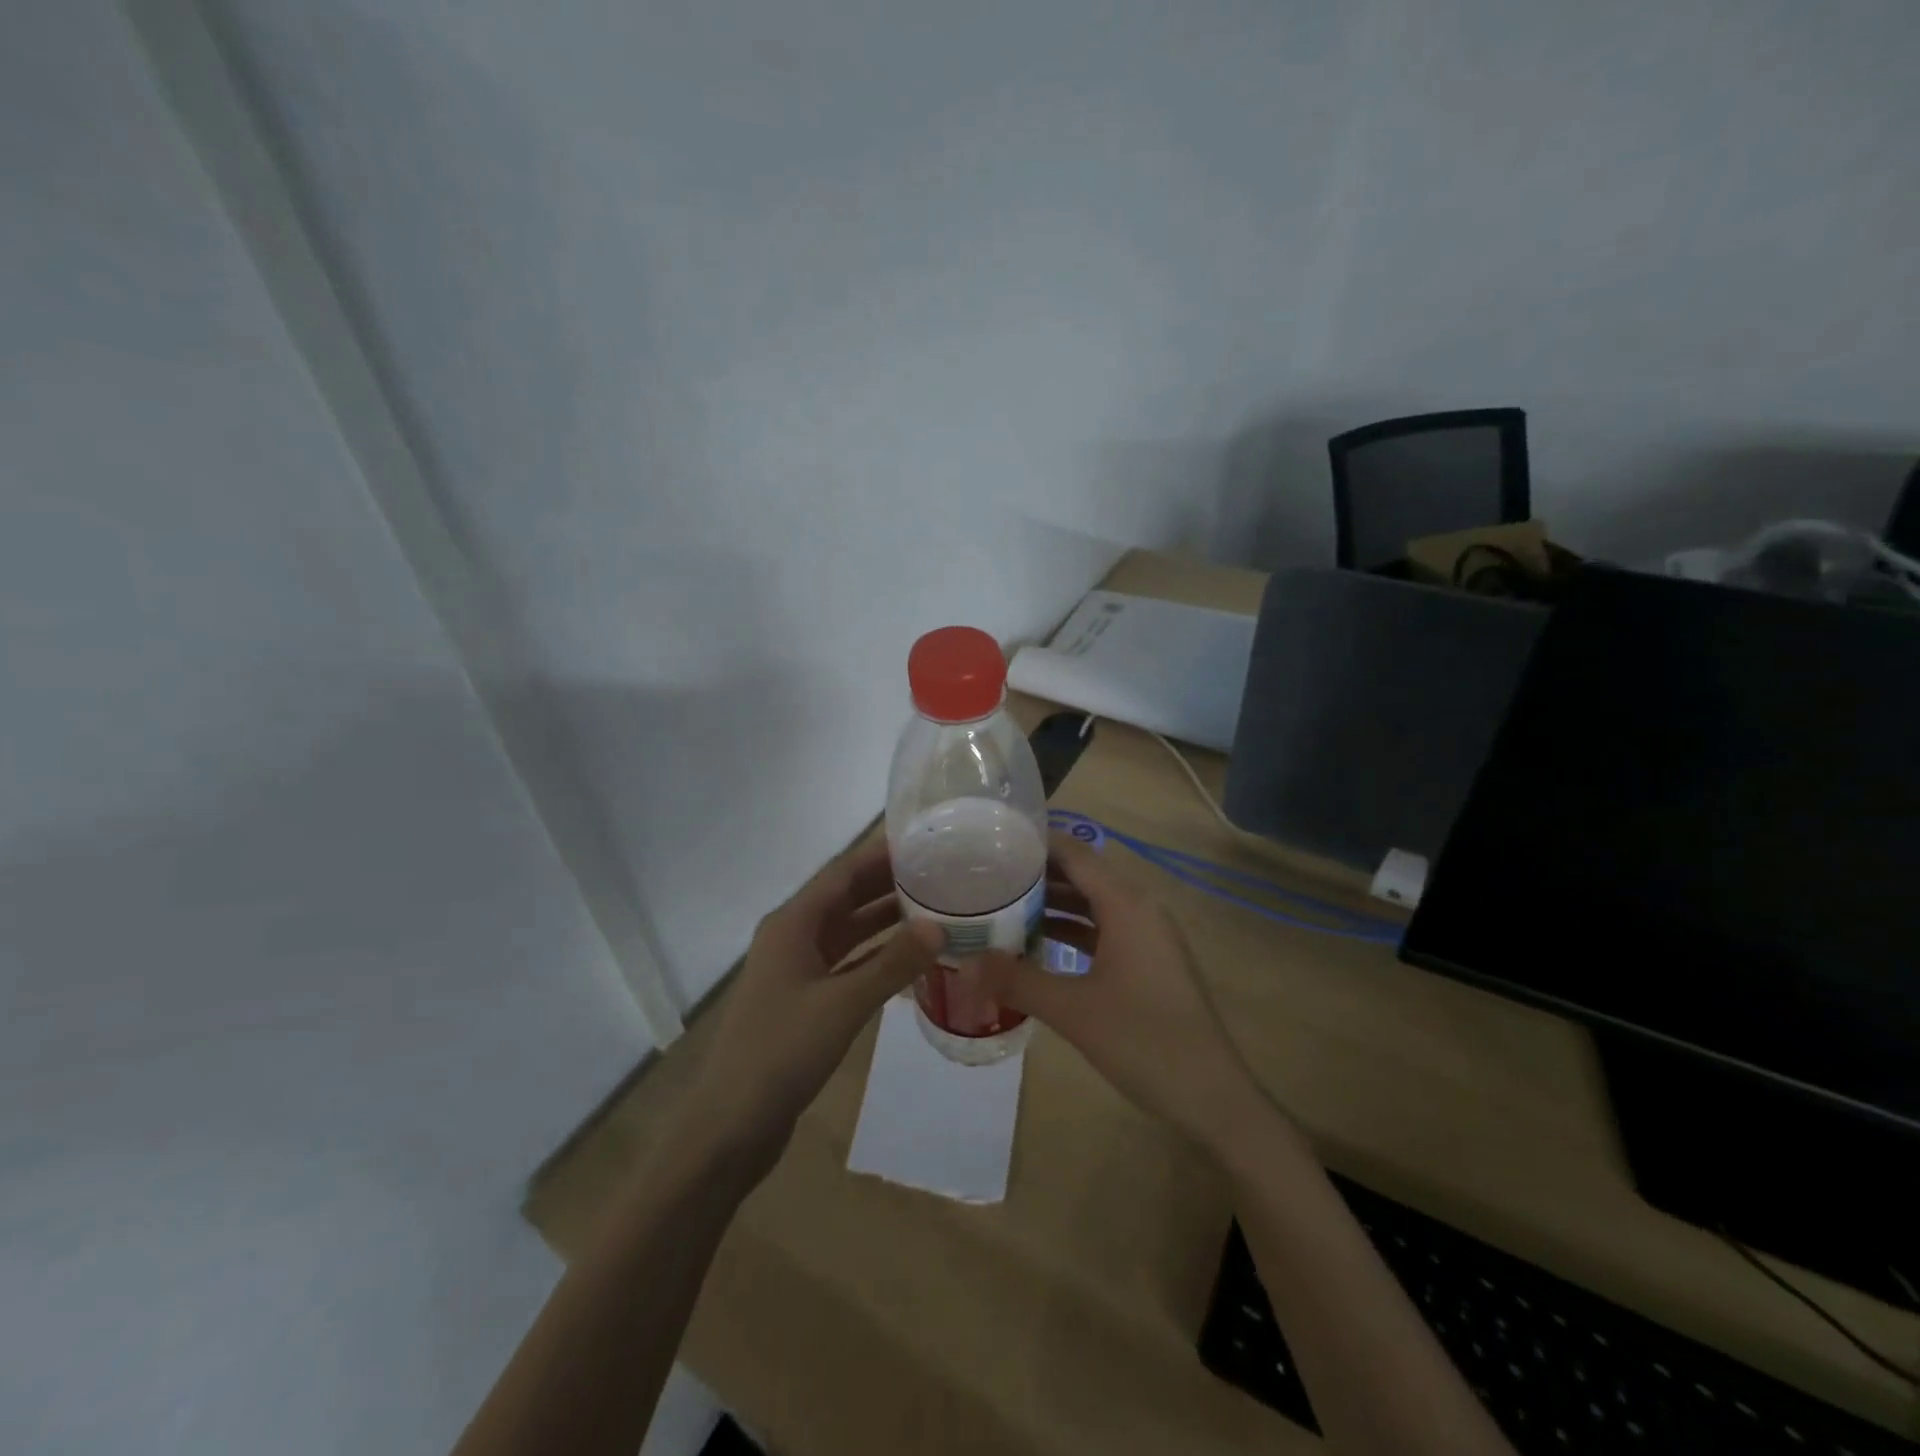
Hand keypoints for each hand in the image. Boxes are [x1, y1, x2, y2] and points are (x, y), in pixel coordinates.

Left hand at [680, 840, 942, 1183]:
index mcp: (792, 924)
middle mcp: (792, 937)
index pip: (841, 873)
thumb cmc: (782, 1052)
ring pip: (848, 931)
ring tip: (933, 907)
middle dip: (887, 883)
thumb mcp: (843, 1004)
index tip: (921, 842)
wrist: (731, 1124)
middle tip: (938, 872)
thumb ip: (892, 964)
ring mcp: (797, 970)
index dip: (879, 854)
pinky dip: (876, 956)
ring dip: (884, 920)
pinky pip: (847, 963)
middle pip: (845, 898)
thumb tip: (939, 927)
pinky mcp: (804, 1000)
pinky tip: (909, 957)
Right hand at [972, 832, 1269, 1154]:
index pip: (1075, 854)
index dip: (1035, 844)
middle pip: (1083, 876)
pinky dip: (1072, 931)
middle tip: (986, 876)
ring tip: (1001, 906)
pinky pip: (1104, 930)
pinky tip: (1036, 944)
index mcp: (1126, 904)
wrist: (1212, 1096)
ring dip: (1053, 905)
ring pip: (1093, 905)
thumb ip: (1017, 981)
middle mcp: (1140, 908)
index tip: (991, 842)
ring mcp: (1147, 935)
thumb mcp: (1073, 1010)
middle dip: (1037, 875)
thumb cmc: (1144, 1041)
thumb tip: (965, 963)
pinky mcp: (1149, 961)